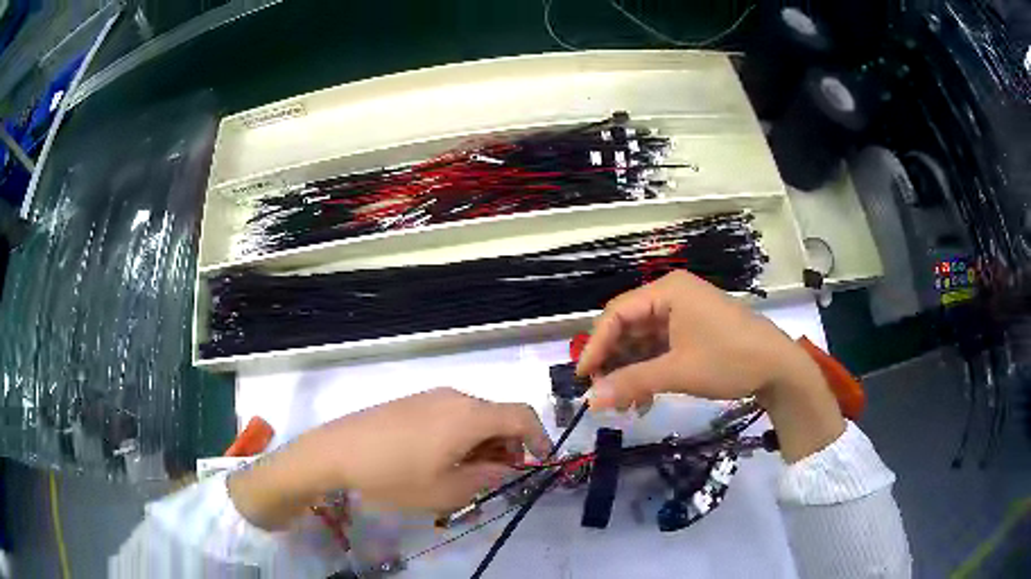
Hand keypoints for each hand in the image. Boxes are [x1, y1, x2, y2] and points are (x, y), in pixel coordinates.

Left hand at [229, 388, 550, 528]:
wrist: (336, 452)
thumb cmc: (394, 475)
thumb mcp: (447, 490)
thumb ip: (487, 477)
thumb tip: (506, 467)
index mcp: (469, 416)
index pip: (522, 416)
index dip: (539, 438)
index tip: (539, 463)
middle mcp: (455, 397)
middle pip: (498, 417)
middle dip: (508, 447)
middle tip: (497, 479)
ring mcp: (431, 396)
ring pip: (474, 417)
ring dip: (483, 444)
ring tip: (466, 474)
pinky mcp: (413, 401)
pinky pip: (451, 415)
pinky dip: (461, 436)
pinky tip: (440, 460)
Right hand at [576, 271, 844, 461]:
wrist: (779, 367)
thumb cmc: (729, 360)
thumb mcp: (678, 372)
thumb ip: (631, 383)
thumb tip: (589, 401)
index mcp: (668, 291)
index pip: (617, 313)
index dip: (596, 345)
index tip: (582, 377)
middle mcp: (673, 296)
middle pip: (629, 327)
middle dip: (615, 363)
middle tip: (603, 395)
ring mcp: (685, 314)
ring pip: (644, 342)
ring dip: (632, 372)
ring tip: (625, 405)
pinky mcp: (694, 331)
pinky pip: (661, 349)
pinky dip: (650, 372)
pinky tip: (645, 399)